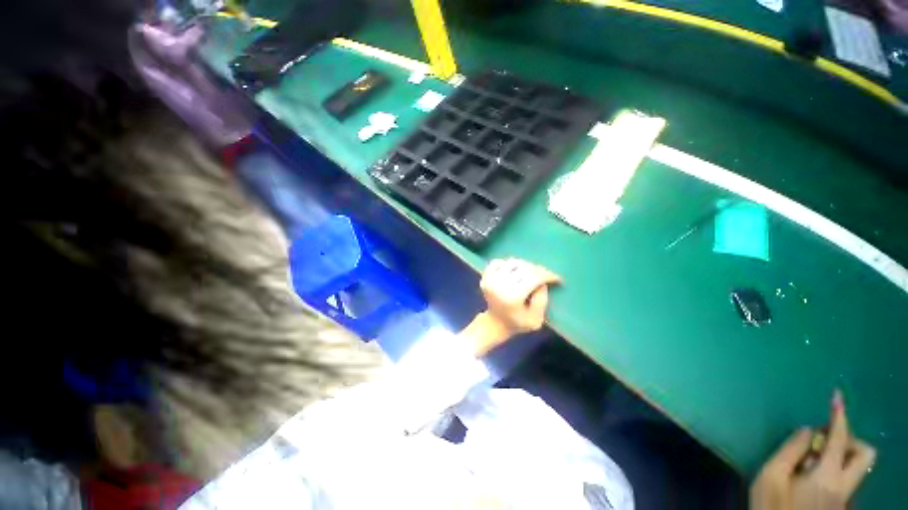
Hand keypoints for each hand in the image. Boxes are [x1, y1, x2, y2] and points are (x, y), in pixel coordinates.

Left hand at [462, 258, 560, 355]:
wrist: (495, 322)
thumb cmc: (518, 323)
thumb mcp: (536, 320)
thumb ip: (542, 300)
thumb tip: (542, 282)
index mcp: (512, 297)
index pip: (533, 278)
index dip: (547, 275)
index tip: (556, 278)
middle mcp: (499, 285)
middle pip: (524, 268)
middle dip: (538, 270)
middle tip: (545, 275)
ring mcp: (490, 279)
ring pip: (512, 263)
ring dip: (524, 265)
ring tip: (531, 273)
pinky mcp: (485, 276)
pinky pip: (498, 262)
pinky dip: (508, 264)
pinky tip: (514, 271)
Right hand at [751, 391, 875, 509]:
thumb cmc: (771, 506)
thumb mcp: (770, 476)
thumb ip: (790, 450)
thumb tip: (808, 430)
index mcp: (827, 476)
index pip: (839, 438)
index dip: (838, 415)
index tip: (837, 396)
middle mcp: (845, 485)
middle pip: (865, 454)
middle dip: (849, 440)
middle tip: (824, 440)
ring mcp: (845, 497)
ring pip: (855, 467)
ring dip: (838, 456)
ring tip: (810, 462)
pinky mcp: (840, 504)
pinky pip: (844, 478)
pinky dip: (831, 470)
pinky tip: (808, 479)